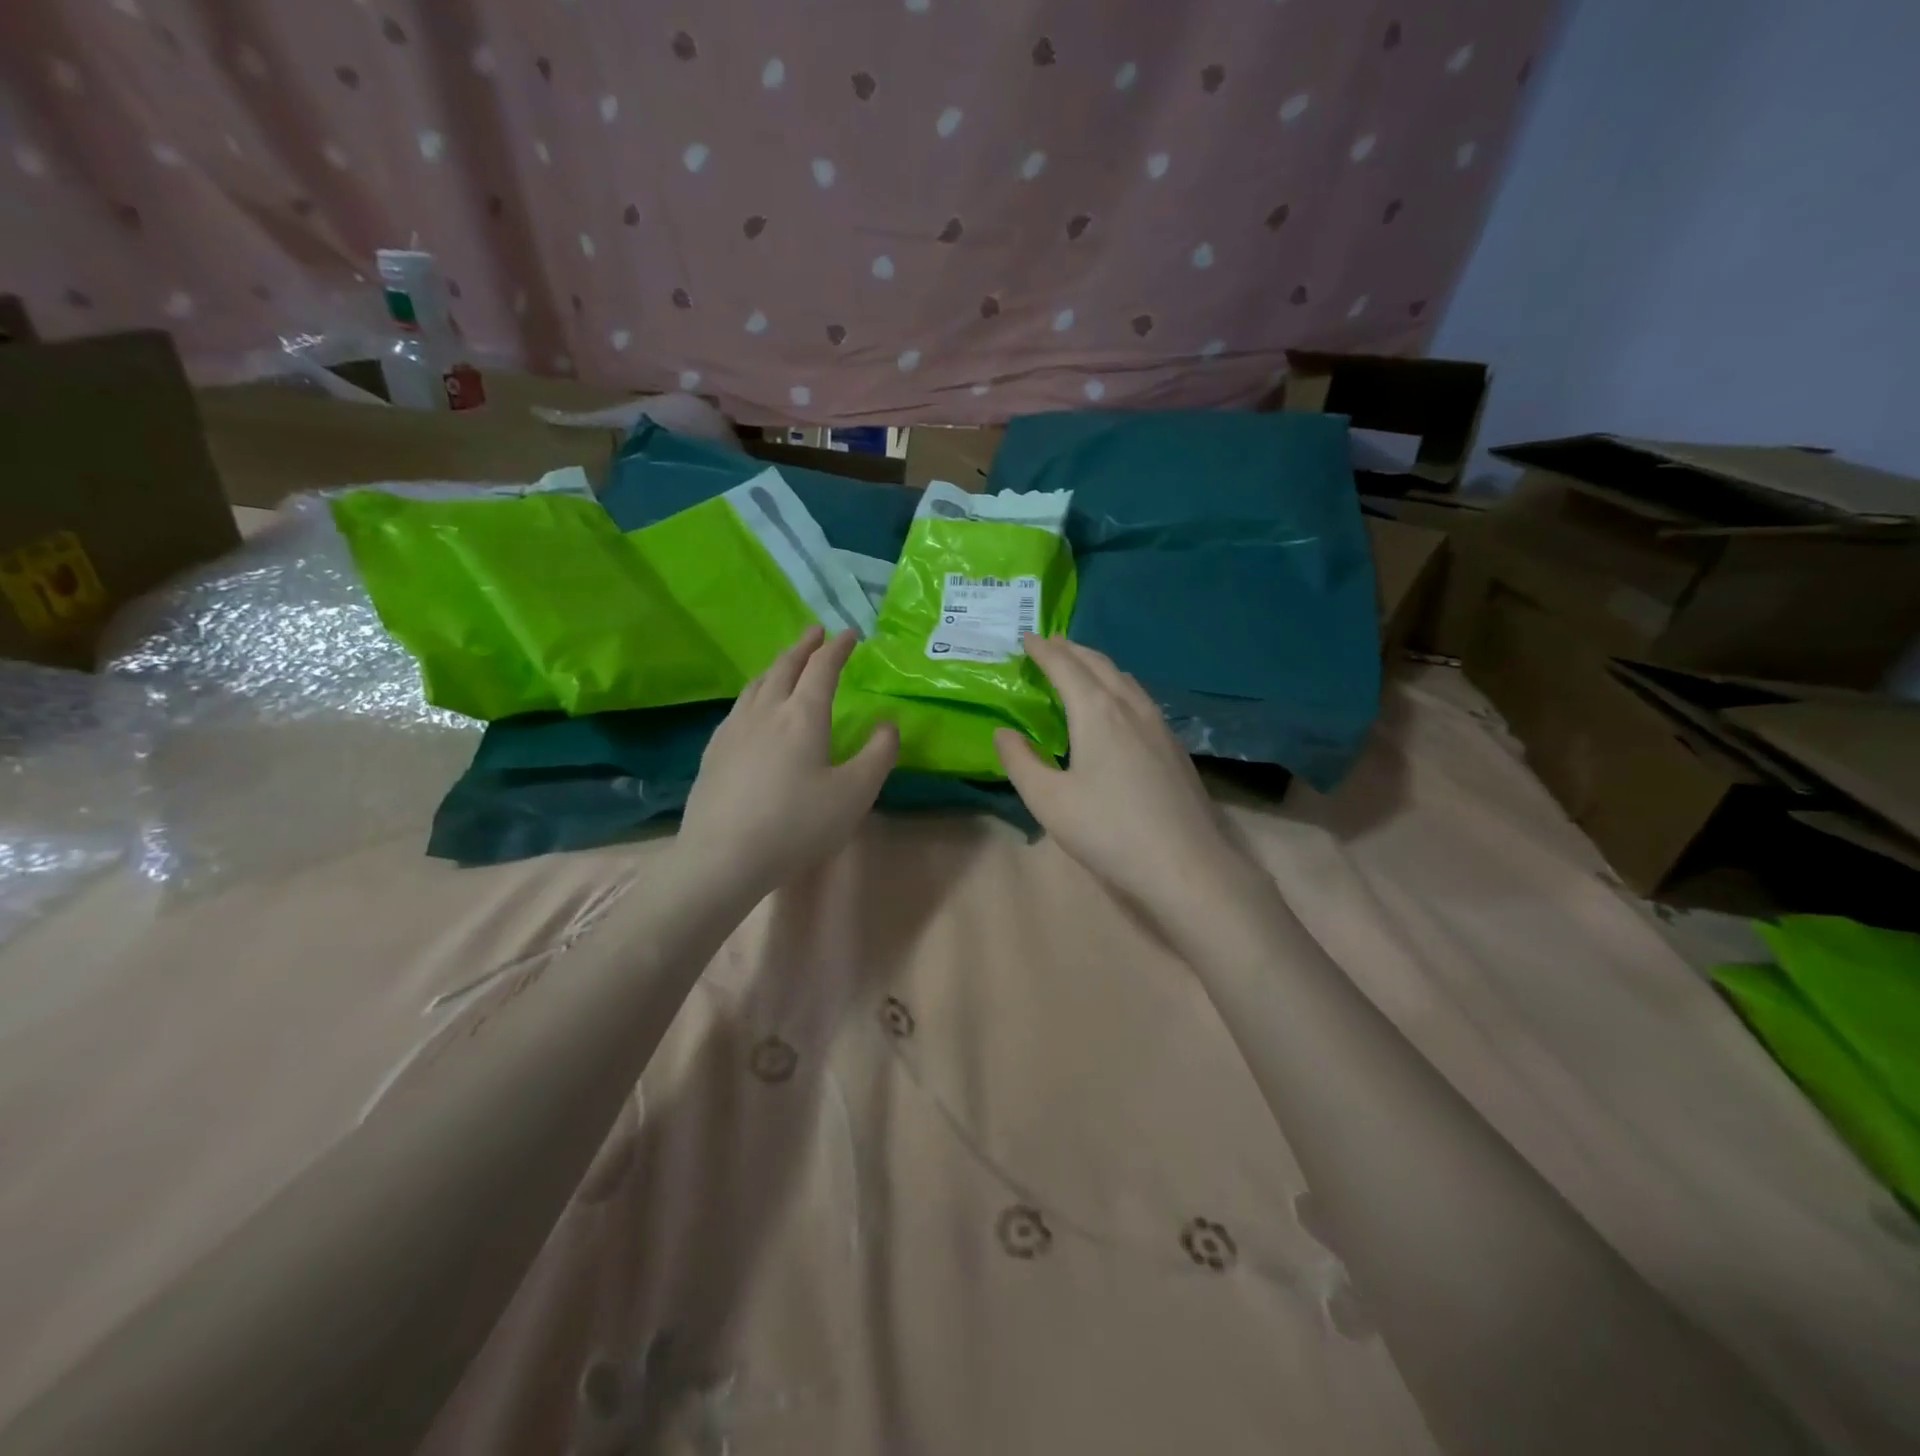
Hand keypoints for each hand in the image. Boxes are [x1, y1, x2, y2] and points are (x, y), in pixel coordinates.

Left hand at [678, 626, 897, 901]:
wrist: (723, 856)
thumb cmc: (797, 824)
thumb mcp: (854, 793)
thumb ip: (879, 754)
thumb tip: (888, 724)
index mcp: (803, 715)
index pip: (822, 668)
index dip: (838, 648)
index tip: (849, 634)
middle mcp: (766, 710)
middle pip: (785, 667)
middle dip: (803, 646)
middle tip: (815, 632)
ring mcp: (734, 728)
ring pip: (757, 684)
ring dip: (777, 666)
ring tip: (786, 664)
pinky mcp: (714, 750)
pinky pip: (739, 706)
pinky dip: (755, 692)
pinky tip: (753, 708)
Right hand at [995, 634, 1248, 914]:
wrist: (1185, 864)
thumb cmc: (1108, 830)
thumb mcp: (1048, 800)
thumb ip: (1020, 761)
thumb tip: (1003, 732)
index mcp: (1097, 712)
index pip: (1065, 667)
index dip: (1044, 650)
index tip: (1028, 636)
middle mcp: (1130, 707)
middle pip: (1099, 665)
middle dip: (1072, 650)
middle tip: (1050, 643)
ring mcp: (1159, 725)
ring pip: (1125, 679)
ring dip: (1098, 665)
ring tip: (1081, 666)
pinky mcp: (1174, 746)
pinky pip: (1140, 698)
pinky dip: (1118, 686)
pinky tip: (1118, 705)